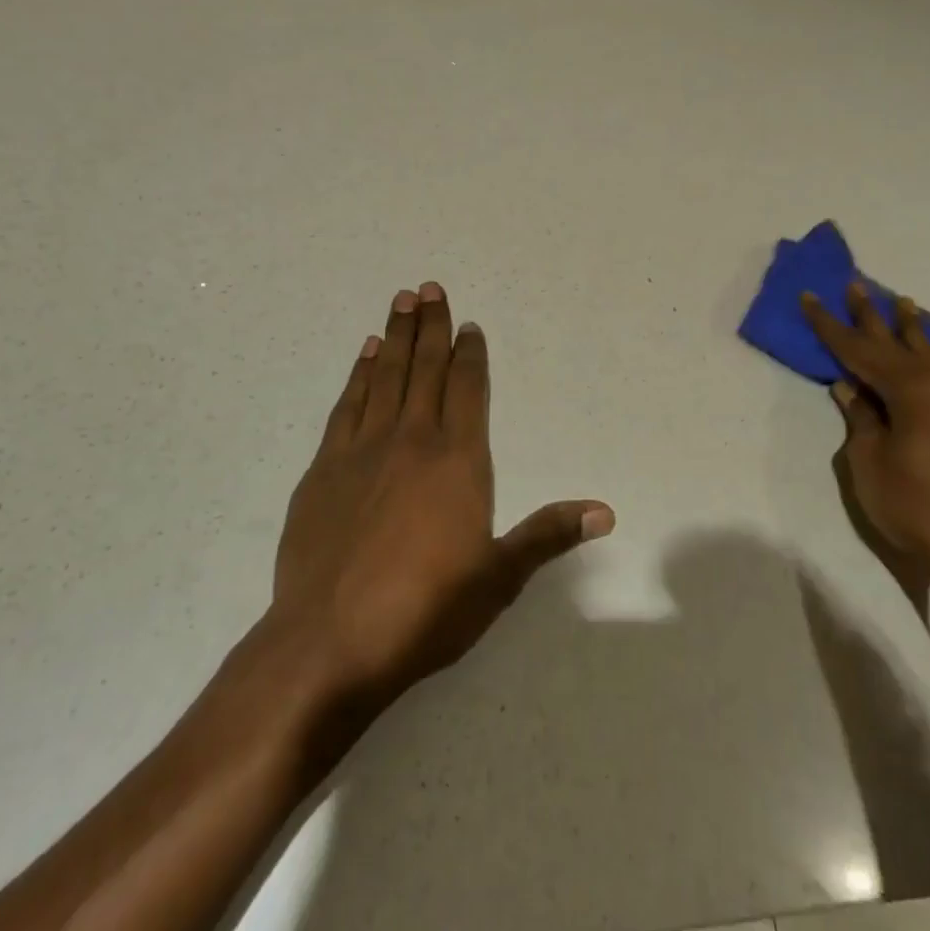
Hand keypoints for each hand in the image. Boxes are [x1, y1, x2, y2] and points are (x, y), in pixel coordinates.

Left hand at [269, 283, 614, 703]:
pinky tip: (365, 354)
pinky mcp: (324, 469)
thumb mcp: (498, 577)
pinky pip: (347, 405)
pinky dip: (359, 374)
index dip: (471, 355)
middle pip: (425, 369)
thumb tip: (605, 511)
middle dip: (431, 326)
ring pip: (385, 377)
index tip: (470, 325)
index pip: (468, 390)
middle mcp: (411, 441)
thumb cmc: (424, 610)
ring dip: (396, 337)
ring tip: (401, 301)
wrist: (328, 642)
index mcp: (457, 460)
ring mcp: (362, 450)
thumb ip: (548, 535)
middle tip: (430, 287)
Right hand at [803, 284, 929, 594]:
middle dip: (871, 315)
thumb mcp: (869, 463)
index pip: (858, 349)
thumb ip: (860, 419)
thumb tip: (849, 388)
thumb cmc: (916, 506)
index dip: (829, 325)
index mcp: (908, 389)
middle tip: (856, 284)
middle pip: (895, 343)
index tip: (810, 296)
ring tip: (902, 303)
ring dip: (912, 329)